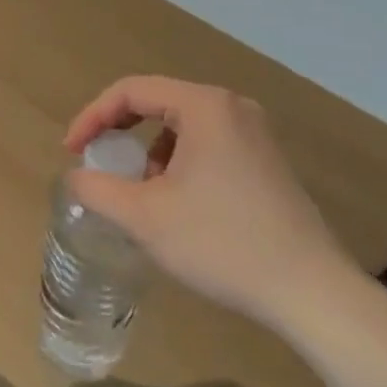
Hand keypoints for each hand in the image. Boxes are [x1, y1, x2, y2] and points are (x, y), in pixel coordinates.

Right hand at [64, 77, 355, 330]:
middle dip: (121, 132)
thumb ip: (98, 189)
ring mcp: (255, 133)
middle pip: (157, 102)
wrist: (314, 294)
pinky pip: (208, 144)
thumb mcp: (145, 217)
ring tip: (142, 192)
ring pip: (182, 126)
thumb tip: (76, 177)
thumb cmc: (223, 244)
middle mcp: (231, 106)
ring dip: (151, 151)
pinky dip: (180, 162)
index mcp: (203, 106)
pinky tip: (180, 204)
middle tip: (98, 161)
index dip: (93, 117)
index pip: (131, 91)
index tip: (72, 150)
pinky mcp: (267, 161)